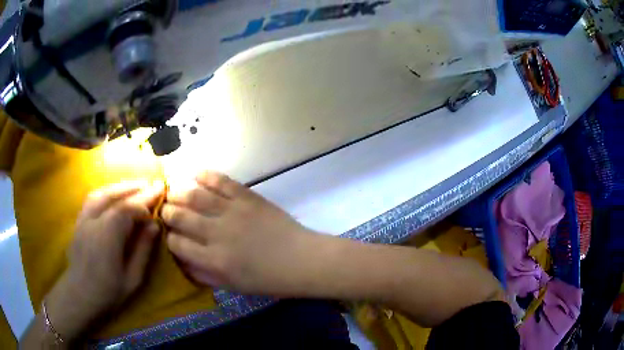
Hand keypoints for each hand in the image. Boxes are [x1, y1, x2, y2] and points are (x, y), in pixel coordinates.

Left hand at [45, 181, 164, 339]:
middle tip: (152, 184)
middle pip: (116, 196)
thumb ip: (143, 250)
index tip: (160, 195)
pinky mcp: (79, 221)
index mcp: (108, 234)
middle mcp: (94, 219)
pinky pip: (92, 199)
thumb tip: (154, 226)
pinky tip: (113, 194)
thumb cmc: (108, 291)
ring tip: (134, 186)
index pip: (129, 208)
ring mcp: (84, 218)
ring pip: (102, 193)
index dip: (145, 201)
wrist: (79, 295)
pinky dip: (106, 192)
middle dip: (135, 188)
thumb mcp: (132, 278)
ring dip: (120, 187)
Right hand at [162, 172, 318, 294]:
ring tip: (172, 191)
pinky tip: (196, 174)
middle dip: (167, 212)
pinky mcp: (247, 197)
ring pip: (195, 196)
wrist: (302, 260)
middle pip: (180, 217)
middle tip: (165, 210)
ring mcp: (232, 212)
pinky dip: (205, 175)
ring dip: (179, 192)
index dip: (169, 238)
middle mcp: (217, 234)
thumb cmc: (268, 280)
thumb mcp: (233, 286)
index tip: (169, 235)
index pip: (177, 244)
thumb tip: (182, 261)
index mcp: (213, 260)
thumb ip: (205, 275)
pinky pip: (221, 181)